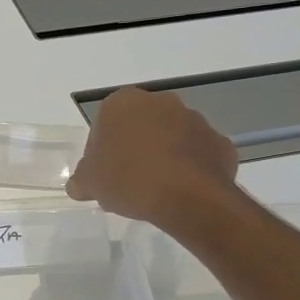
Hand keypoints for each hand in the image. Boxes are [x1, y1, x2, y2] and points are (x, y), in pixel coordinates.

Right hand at [65, 87, 238, 228]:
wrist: (188, 197)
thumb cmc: (128, 179)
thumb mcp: (90, 184)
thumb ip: (81, 180)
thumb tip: (79, 185)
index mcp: (123, 103)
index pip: (105, 122)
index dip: (102, 149)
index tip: (104, 172)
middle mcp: (160, 102)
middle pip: (140, 125)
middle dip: (135, 146)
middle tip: (128, 179)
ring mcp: (195, 120)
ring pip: (171, 136)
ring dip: (164, 154)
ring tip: (156, 188)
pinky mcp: (219, 142)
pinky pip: (198, 153)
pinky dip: (191, 167)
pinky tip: (182, 190)